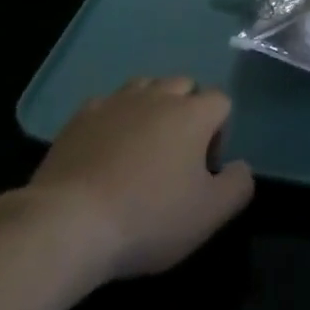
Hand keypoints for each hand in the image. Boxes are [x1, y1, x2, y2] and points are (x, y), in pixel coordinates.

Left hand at [27, 77, 253, 285]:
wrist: (68, 223)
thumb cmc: (148, 217)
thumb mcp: (209, 214)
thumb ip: (238, 185)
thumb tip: (241, 167)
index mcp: (193, 113)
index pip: (221, 101)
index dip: (219, 132)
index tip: (204, 169)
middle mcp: (158, 95)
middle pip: (183, 86)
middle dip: (187, 112)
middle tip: (176, 156)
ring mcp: (116, 102)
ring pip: (145, 87)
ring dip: (151, 108)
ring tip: (142, 148)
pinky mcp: (80, 117)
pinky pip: (108, 105)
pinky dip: (114, 120)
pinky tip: (105, 151)